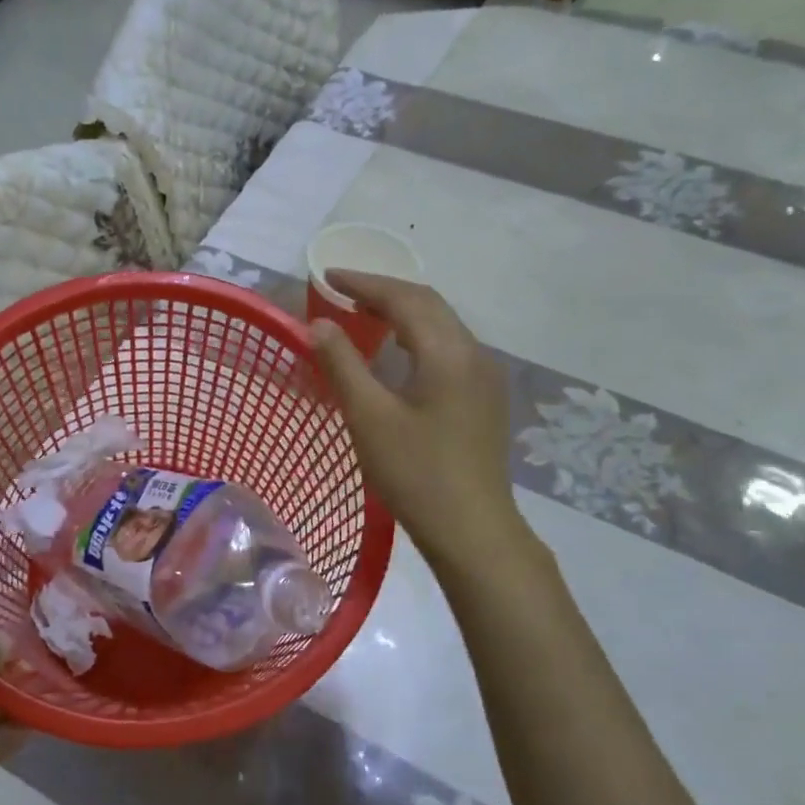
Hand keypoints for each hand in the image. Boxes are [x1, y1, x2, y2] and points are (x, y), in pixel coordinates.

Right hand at [309, 271, 534, 571]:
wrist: (472, 529)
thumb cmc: (415, 473)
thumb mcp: (369, 417)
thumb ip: (342, 364)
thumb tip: (319, 324)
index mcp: (448, 352)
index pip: (404, 298)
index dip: (364, 283)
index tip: (328, 275)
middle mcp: (474, 353)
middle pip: (428, 305)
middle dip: (385, 291)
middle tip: (343, 292)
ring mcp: (486, 376)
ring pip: (442, 325)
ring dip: (403, 313)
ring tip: (364, 315)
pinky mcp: (485, 398)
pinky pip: (449, 348)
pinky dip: (418, 336)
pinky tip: (398, 353)